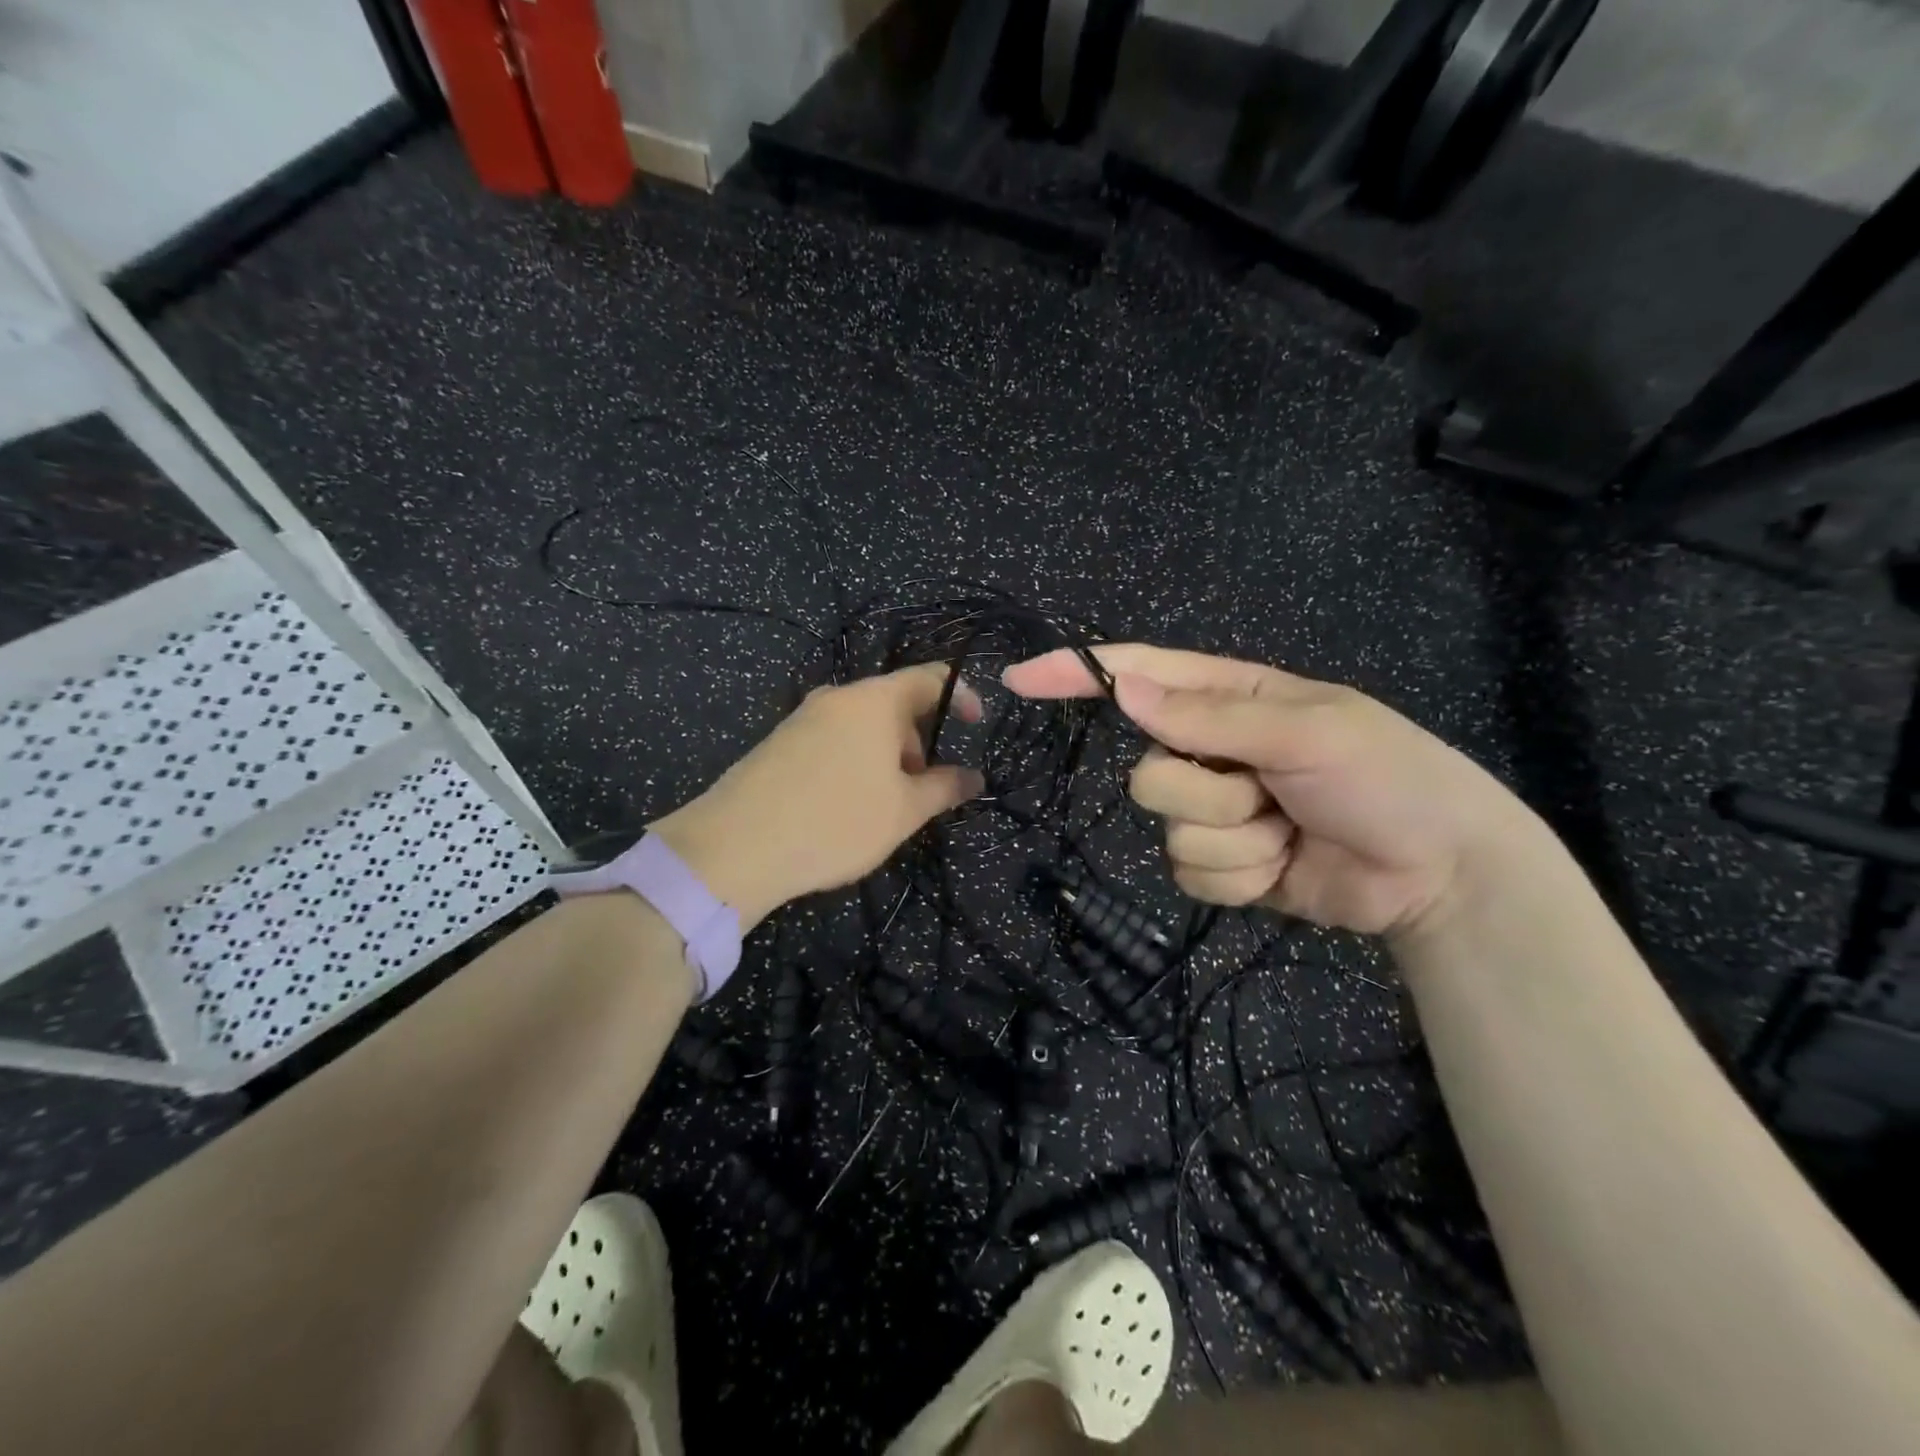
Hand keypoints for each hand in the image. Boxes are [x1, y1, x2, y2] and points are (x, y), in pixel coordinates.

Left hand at [651, 664, 985, 927]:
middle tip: (924, 788)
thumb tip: (974, 777)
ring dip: (887, 755)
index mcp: (874, 701)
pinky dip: (855, 761)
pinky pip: (833, 739)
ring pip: (862, 725)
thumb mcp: (903, 811)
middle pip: (894, 703)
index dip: (962, 695)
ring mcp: (803, 717)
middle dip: (919, 739)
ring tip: (885, 805)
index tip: (975, 726)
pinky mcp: (779, 742)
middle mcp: (838, 697)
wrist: (735, 846)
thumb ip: (945, 788)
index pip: (930, 677)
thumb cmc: (836, 821)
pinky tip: (845, 806)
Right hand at [1003, 644, 1542, 937]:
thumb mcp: (1305, 732)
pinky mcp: (1222, 865)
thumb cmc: (1385, 777)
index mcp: (1227, 699)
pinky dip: (1241, 878)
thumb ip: (1209, 717)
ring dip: (1236, 841)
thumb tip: (1125, 689)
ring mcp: (1212, 811)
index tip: (1020, 678)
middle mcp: (1207, 751)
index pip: (1136, 676)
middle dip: (1209, 793)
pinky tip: (1283, 868)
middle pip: (1148, 773)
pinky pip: (1192, 873)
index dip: (1076, 674)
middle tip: (1272, 793)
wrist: (1438, 871)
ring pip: (1170, 830)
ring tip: (1290, 833)